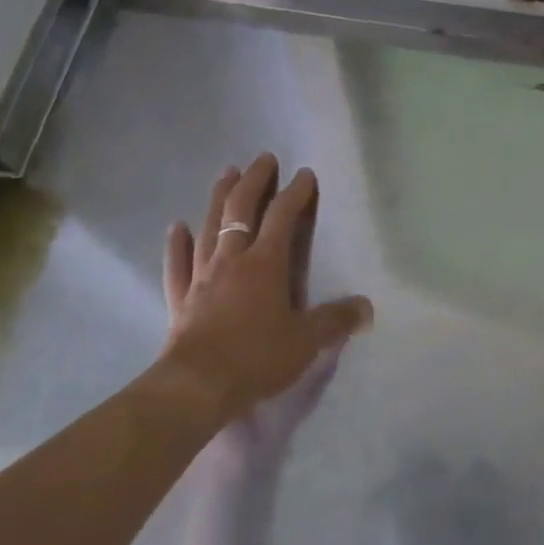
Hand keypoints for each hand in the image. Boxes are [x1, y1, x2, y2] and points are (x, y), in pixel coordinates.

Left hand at [161, 154, 373, 427]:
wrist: (197, 386)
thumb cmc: (256, 358)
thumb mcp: (306, 341)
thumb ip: (336, 321)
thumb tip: (367, 308)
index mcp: (265, 263)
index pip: (282, 216)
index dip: (295, 193)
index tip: (305, 174)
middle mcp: (232, 259)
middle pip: (241, 209)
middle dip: (255, 180)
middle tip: (264, 158)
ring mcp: (202, 276)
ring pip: (209, 227)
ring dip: (219, 197)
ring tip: (226, 173)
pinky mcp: (180, 298)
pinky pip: (177, 264)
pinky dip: (177, 244)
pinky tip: (176, 227)